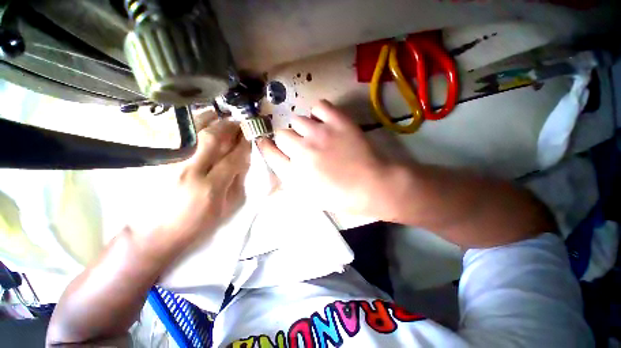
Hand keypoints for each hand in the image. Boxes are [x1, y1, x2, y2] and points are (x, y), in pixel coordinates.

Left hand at [141, 117, 250, 251]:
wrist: (154, 234)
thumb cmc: (196, 225)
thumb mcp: (225, 208)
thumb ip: (236, 182)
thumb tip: (242, 160)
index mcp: (210, 187)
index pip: (232, 158)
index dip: (243, 145)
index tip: (249, 136)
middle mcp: (188, 170)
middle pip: (212, 139)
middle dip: (228, 127)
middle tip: (237, 122)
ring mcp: (169, 163)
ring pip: (192, 132)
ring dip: (209, 120)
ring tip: (220, 116)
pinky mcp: (157, 161)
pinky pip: (175, 134)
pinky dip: (189, 125)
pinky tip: (198, 122)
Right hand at [257, 100, 394, 217]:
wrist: (371, 187)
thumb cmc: (340, 197)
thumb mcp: (309, 197)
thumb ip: (290, 180)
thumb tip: (280, 162)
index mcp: (294, 172)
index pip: (269, 152)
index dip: (266, 146)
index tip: (266, 142)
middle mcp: (302, 150)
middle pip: (281, 133)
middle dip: (289, 140)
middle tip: (302, 145)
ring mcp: (320, 133)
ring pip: (298, 119)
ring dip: (303, 128)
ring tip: (316, 134)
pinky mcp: (338, 121)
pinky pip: (319, 106)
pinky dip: (319, 113)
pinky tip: (325, 123)